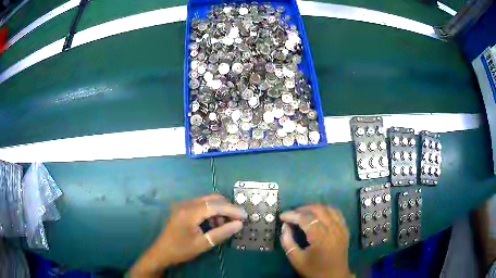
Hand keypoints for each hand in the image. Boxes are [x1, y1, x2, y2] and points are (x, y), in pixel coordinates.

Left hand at [129, 194, 246, 277]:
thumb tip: (239, 224)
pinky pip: (201, 205)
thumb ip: (222, 233)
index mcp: (189, 212)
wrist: (161, 253)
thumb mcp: (203, 244)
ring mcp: (183, 205)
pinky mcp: (183, 209)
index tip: (245, 216)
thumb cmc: (181, 250)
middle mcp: (186, 204)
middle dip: (227, 208)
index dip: (232, 210)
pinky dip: (211, 212)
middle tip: (237, 220)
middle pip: (211, 199)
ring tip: (225, 225)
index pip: (215, 206)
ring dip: (219, 210)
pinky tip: (214, 224)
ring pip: (207, 201)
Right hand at [280, 204, 352, 277]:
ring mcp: (341, 228)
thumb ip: (288, 241)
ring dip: (314, 208)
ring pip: (328, 208)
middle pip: (318, 209)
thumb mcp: (296, 259)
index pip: (305, 218)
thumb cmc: (314, 270)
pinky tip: (319, 215)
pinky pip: (337, 213)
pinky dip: (326, 210)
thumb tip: (285, 226)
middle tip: (292, 215)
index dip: (292, 215)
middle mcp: (333, 229)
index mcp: (321, 238)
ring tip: (303, 214)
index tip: (282, 216)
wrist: (334, 277)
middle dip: (303, 209)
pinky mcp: (345, 229)